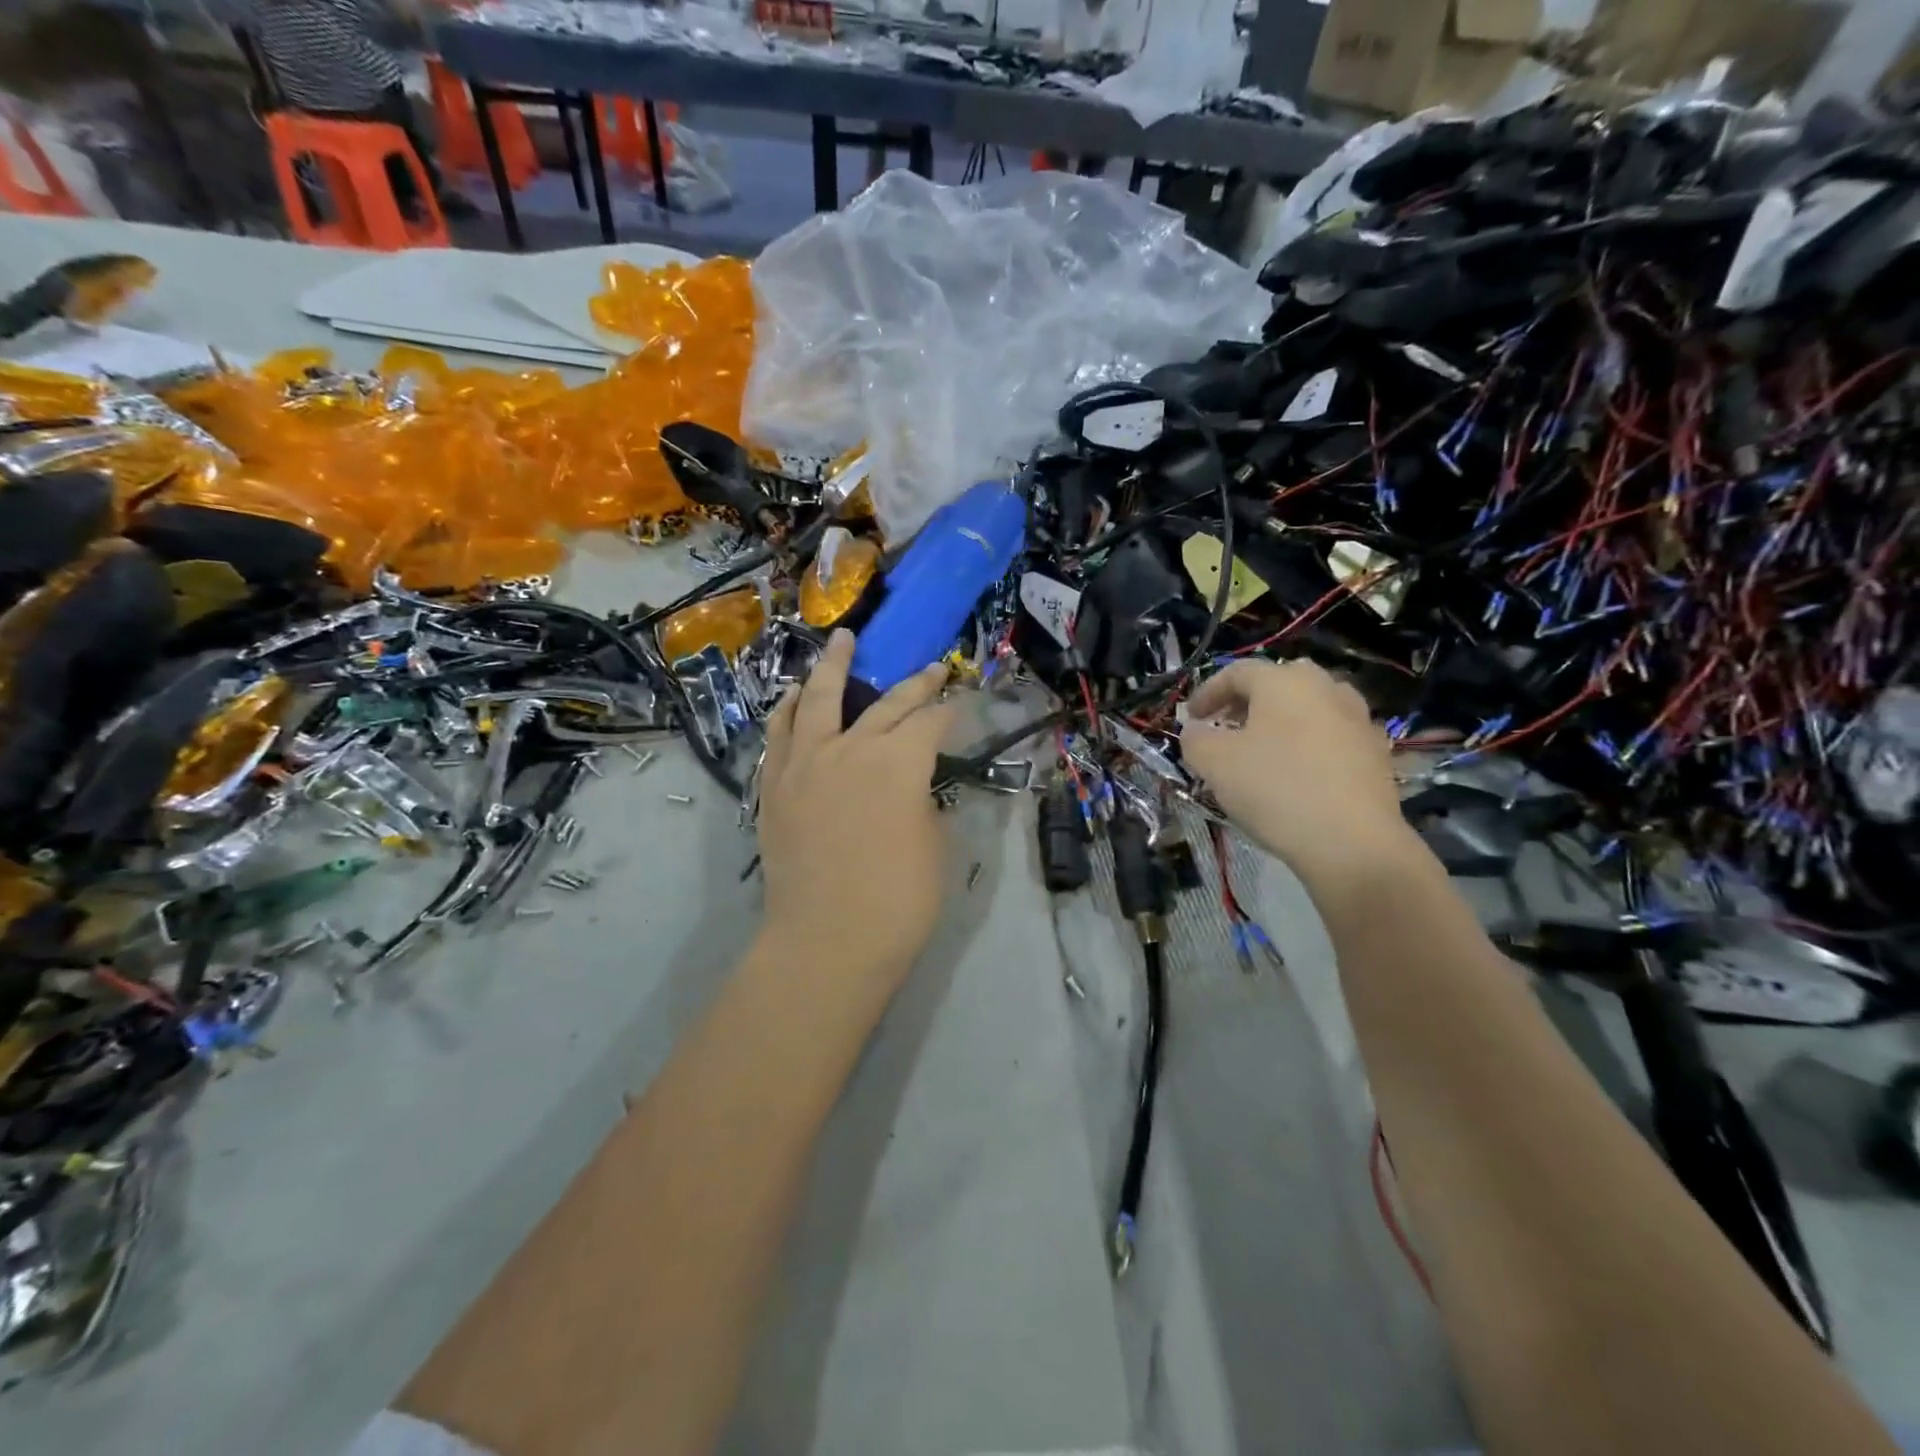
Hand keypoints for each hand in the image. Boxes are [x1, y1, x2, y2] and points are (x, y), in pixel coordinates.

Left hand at [757, 630, 956, 994]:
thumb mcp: (934, 847)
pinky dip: (790, 709)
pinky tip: (797, 696)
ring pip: (819, 699)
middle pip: (886, 703)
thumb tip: (913, 787)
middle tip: (931, 667)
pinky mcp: (775, 785)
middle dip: (914, 683)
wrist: (825, 942)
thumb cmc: (897, 902)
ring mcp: (805, 763)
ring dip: (833, 666)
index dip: (950, 710)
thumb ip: (924, 803)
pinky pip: (781, 734)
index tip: (961, 704)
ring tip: (841, 641)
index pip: (931, 721)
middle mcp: (851, 748)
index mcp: (899, 762)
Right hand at [1179, 659, 1415, 894]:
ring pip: (1310, 708)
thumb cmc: (1274, 790)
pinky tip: (1298, 774)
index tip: (1190, 718)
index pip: (1237, 672)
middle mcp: (1325, 688)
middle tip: (1227, 727)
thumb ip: (1195, 739)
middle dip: (1247, 702)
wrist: (1352, 842)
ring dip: (1281, 722)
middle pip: (1279, 683)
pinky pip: (1332, 736)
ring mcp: (1358, 719)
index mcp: (1284, 681)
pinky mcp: (1376, 752)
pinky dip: (1309, 744)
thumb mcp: (1214, 763)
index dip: (1207, 692)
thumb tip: (1197, 731)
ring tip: (1262, 751)